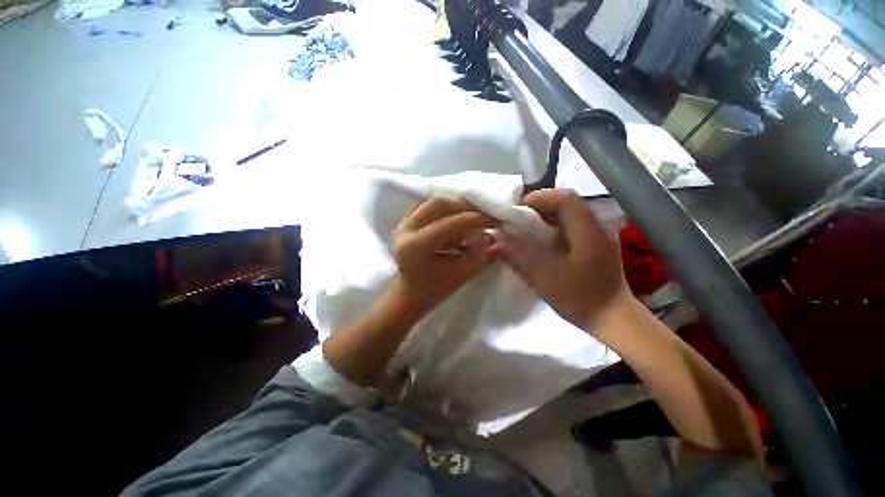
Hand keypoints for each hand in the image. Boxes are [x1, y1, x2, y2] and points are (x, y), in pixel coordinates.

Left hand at [391, 195, 498, 315]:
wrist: (412, 291)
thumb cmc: (435, 289)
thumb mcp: (462, 275)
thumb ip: (482, 257)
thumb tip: (501, 239)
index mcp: (415, 247)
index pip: (449, 224)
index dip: (475, 220)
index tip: (495, 220)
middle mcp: (405, 229)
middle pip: (438, 203)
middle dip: (465, 207)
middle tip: (484, 215)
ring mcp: (404, 223)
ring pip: (434, 202)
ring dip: (457, 206)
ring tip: (473, 216)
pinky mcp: (407, 220)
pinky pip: (430, 206)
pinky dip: (447, 209)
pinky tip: (458, 218)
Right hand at [490, 189, 630, 330]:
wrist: (614, 319)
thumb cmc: (581, 300)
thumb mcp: (544, 279)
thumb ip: (518, 257)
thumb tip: (495, 241)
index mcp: (589, 231)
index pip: (564, 198)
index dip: (539, 198)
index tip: (517, 210)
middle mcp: (597, 226)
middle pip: (566, 203)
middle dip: (539, 207)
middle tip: (517, 220)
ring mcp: (599, 234)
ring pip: (569, 214)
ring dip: (545, 217)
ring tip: (526, 229)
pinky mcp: (597, 243)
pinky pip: (572, 225)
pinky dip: (554, 227)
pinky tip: (543, 241)